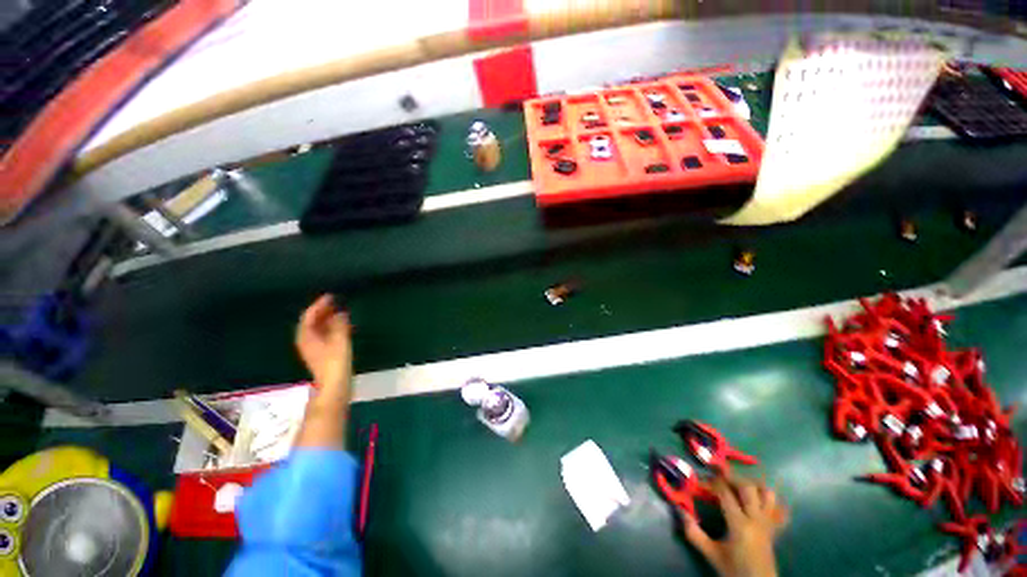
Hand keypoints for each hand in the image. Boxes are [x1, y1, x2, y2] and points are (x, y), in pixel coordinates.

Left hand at [295, 295, 352, 393]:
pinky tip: (343, 327)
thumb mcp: (339, 339)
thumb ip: (339, 324)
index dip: (319, 305)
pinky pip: (325, 335)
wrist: (335, 385)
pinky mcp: (322, 354)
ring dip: (328, 320)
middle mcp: (307, 341)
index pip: (309, 316)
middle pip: (312, 322)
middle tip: (336, 302)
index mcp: (306, 336)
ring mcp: (314, 348)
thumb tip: (340, 313)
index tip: (331, 296)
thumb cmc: (335, 361)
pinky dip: (332, 328)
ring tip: (341, 312)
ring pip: (318, 329)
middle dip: (323, 311)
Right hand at [681, 473, 788, 576]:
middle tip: (717, 479)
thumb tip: (679, 510)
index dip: (711, 483)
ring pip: (767, 494)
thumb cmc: (734, 570)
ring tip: (738, 486)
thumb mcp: (711, 553)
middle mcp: (756, 519)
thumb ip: (694, 533)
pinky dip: (769, 499)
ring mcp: (768, 523)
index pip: (725, 492)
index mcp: (740, 524)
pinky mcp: (775, 528)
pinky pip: (778, 508)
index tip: (700, 482)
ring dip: (752, 486)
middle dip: (731, 479)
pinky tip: (758, 499)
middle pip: (747, 487)